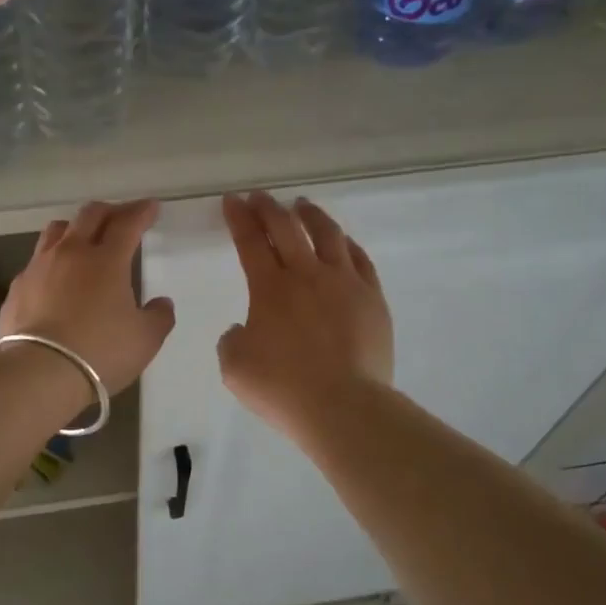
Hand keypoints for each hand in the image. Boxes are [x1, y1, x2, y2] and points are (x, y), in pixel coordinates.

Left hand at [0, 200, 176, 397]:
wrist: (38, 373)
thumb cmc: (100, 353)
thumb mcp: (145, 340)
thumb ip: (158, 317)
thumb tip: (161, 303)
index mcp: (106, 260)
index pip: (127, 223)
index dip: (141, 212)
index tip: (151, 208)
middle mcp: (71, 253)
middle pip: (90, 215)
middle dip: (110, 211)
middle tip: (121, 217)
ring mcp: (39, 268)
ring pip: (56, 230)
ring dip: (75, 228)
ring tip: (84, 239)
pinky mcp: (17, 288)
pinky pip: (37, 261)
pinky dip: (52, 261)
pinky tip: (56, 279)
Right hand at [218, 192, 393, 438]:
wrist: (343, 407)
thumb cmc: (283, 389)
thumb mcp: (235, 367)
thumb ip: (233, 340)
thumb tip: (245, 330)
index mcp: (270, 289)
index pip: (250, 242)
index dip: (238, 218)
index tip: (232, 201)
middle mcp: (307, 275)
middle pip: (286, 229)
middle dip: (268, 208)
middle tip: (259, 197)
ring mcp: (345, 284)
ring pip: (329, 235)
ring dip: (311, 216)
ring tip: (302, 206)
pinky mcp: (373, 299)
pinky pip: (360, 260)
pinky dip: (346, 244)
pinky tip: (342, 241)